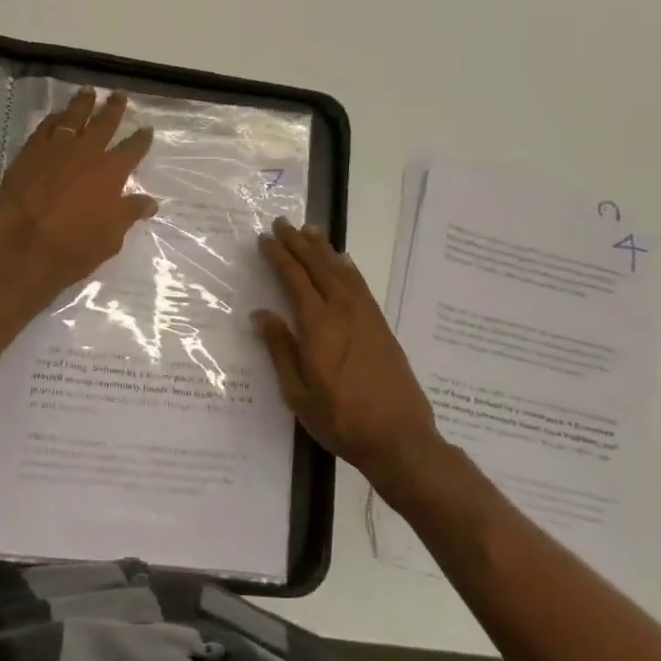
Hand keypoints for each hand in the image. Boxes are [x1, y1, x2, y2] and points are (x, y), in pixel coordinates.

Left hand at [0, 87, 157, 301]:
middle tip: (119, 95)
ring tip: (88, 91)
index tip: (146, 129)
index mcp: (111, 172)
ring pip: (72, 118)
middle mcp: (85, 153)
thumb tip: (150, 202)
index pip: (132, 149)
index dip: (141, 139)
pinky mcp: (28, 154)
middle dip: (114, 109)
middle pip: (103, 123)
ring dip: (82, 104)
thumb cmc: (73, 249)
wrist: (22, 249)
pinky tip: (57, 115)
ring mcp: (54, 150)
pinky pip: (44, 128)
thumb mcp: (111, 238)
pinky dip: (53, 119)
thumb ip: (129, 214)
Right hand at [253, 219, 445, 486]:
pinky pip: (360, 285)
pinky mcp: (381, 326)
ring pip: (341, 271)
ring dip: (324, 249)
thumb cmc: (340, 418)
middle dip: (298, 243)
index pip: (294, 279)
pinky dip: (347, 268)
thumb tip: (261, 314)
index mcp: (318, 325)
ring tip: (310, 231)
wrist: (399, 437)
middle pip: (318, 267)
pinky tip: (343, 262)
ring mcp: (366, 316)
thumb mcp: (298, 392)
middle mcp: (343, 311)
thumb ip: (280, 349)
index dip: (279, 256)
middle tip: (283, 223)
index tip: (265, 239)